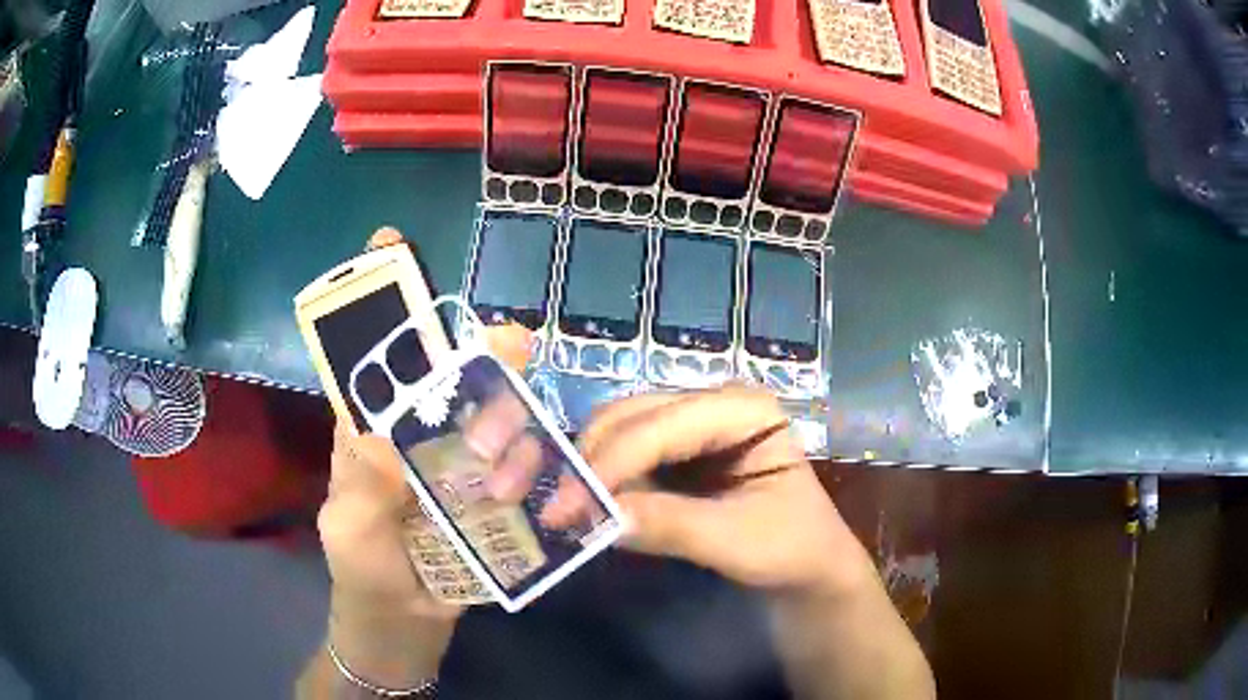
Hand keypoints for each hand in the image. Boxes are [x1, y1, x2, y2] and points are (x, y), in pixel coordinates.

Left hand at [312, 228, 533, 688]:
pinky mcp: (488, 493)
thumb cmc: (363, 573)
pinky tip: (533, 474)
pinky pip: (515, 458)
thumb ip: (362, 485)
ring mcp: (454, 464)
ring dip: (507, 419)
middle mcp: (412, 435)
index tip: (391, 242)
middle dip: (476, 348)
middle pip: (444, 372)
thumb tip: (387, 430)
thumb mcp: (351, 530)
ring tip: (505, 468)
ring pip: (488, 411)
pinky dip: (528, 455)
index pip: (369, 355)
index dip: (377, 298)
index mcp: (366, 432)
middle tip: (514, 345)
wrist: (405, 625)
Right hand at [544, 385, 875, 596]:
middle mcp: (713, 405)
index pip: (663, 426)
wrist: (806, 570)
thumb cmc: (791, 549)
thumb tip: (599, 518)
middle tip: (559, 510)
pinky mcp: (678, 455)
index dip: (612, 462)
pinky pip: (626, 456)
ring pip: (621, 431)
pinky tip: (589, 506)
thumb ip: (671, 525)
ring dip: (590, 469)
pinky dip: (603, 480)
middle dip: (592, 461)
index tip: (567, 505)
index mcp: (744, 409)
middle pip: (633, 416)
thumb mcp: (737, 540)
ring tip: (567, 512)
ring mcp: (693, 427)